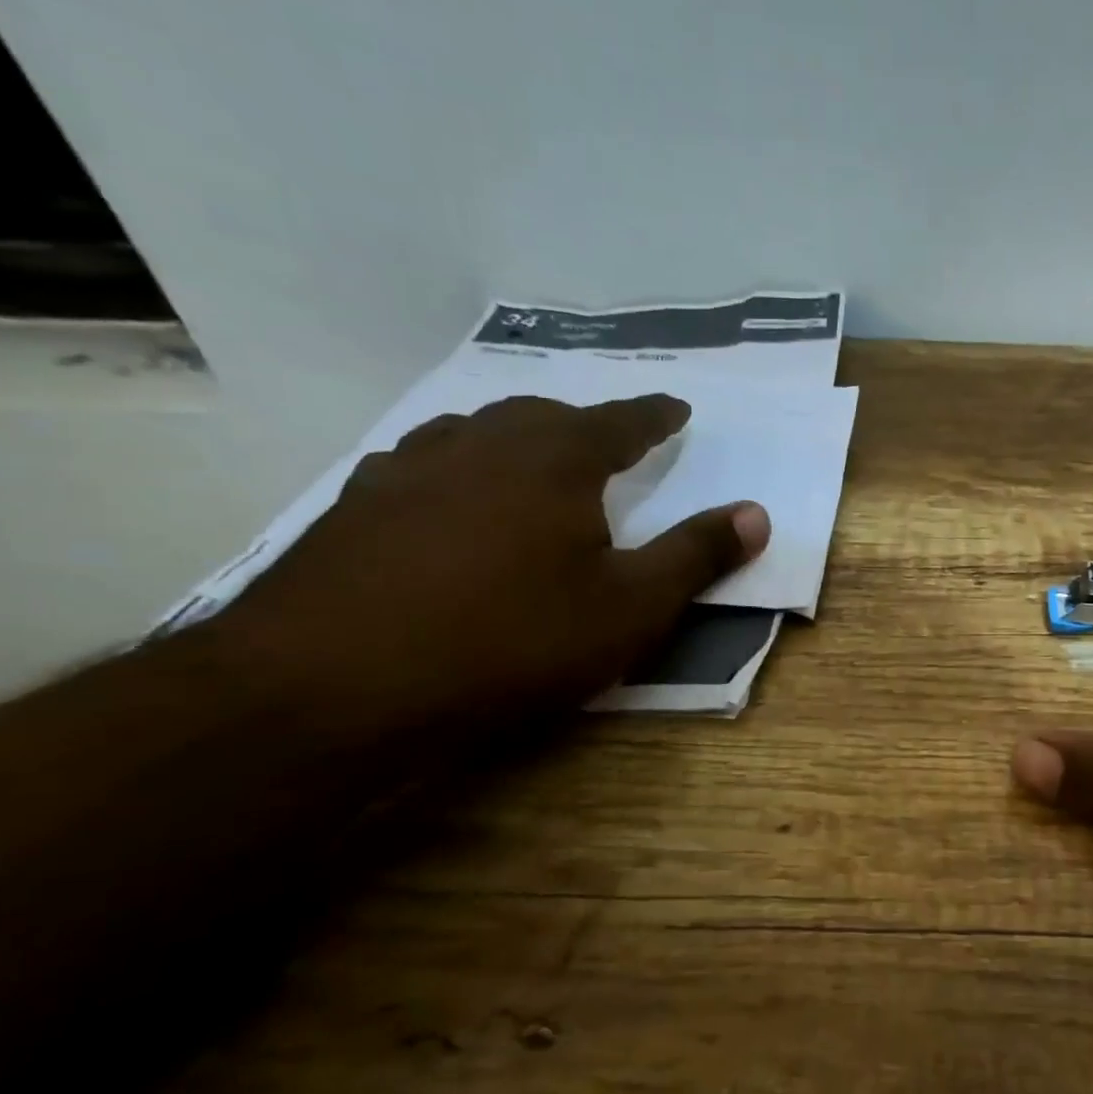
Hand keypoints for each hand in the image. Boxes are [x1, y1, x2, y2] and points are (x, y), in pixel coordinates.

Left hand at [212, 393, 768, 735]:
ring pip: (472, 433)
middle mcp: (479, 445)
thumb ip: (696, 555)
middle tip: (608, 440)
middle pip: (542, 416)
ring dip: (513, 439)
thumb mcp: (629, 608)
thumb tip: (758, 513)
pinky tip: (446, 502)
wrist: (334, 685)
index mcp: (554, 460)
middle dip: (584, 424)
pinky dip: (454, 472)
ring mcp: (406, 472)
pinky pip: (420, 468)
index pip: (620, 422)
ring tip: (530, 459)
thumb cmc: (511, 640)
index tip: (677, 408)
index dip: (655, 416)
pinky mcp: (354, 510)